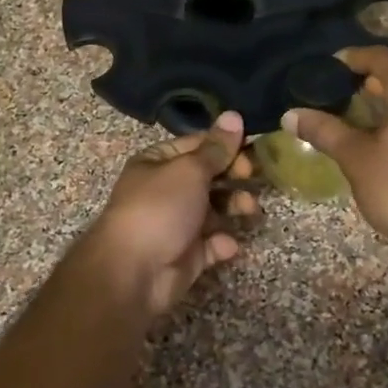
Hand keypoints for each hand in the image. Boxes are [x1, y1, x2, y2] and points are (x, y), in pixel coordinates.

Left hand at [75, 112, 258, 321]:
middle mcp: (165, 190)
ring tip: (250, 209)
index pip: (197, 145)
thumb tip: (235, 115)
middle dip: (234, 176)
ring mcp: (176, 224)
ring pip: (214, 210)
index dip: (225, 146)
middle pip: (208, 177)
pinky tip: (226, 244)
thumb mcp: (190, 170)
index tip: (251, 150)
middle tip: (254, 177)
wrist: (134, 272)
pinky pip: (212, 244)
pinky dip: (222, 243)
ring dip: (234, 207)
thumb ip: (216, 148)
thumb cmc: (160, 208)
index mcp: (157, 162)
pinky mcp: (186, 255)